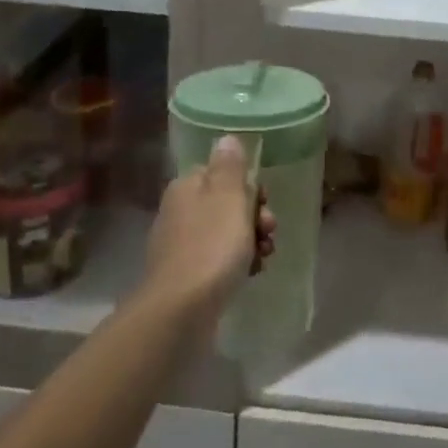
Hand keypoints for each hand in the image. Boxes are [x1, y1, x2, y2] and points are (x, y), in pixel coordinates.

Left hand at [141, 135, 274, 322]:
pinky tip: (251, 274)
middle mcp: (179, 210)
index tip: (264, 202)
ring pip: (226, 233)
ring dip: (250, 241)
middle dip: (254, 216)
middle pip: (226, 204)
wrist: (182, 309)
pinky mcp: (186, 275)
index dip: (248, 186)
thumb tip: (226, 138)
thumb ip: (230, 166)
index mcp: (187, 187)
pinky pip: (218, 260)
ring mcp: (180, 245)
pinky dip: (237, 263)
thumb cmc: (212, 246)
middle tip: (268, 231)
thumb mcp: (229, 197)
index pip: (221, 173)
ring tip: (265, 257)